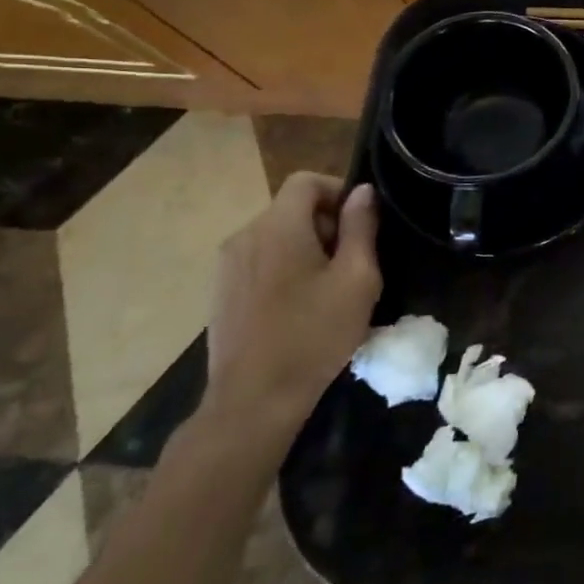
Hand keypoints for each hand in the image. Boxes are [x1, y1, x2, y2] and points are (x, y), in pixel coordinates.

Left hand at [202, 174, 382, 447]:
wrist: (253, 402)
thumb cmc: (314, 335)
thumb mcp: (357, 278)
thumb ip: (361, 227)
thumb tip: (363, 192)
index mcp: (278, 227)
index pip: (306, 181)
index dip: (338, 191)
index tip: (361, 223)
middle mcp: (244, 236)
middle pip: (291, 208)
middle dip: (326, 223)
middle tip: (353, 262)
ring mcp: (226, 266)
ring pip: (276, 235)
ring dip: (306, 247)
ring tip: (329, 287)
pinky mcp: (220, 293)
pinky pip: (259, 261)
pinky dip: (284, 268)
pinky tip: (299, 307)